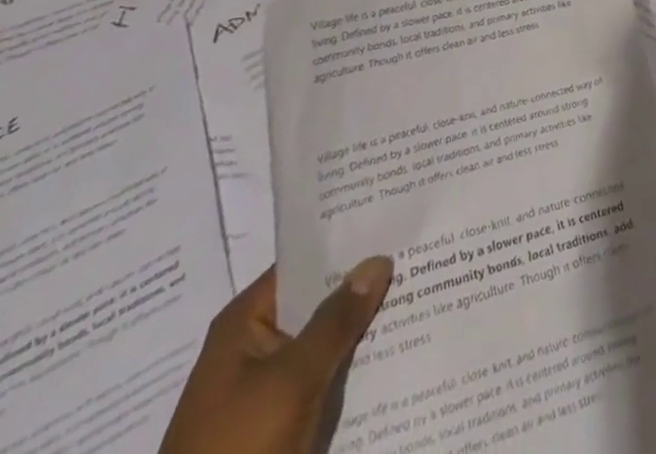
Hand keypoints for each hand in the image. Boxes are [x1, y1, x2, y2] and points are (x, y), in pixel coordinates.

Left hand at [161, 258, 393, 453]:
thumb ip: (336, 320)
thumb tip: (377, 260)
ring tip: (416, 297)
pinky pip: (321, 380)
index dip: (345, 244)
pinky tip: (392, 355)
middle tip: (416, 260)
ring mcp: (264, 387)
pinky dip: (350, 369)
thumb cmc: (239, 448)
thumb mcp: (292, 380)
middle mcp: (252, 346)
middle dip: (360, 287)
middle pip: (315, 302)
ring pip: (322, 344)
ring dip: (360, 330)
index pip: (302, 263)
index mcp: (243, 322)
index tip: (391, 224)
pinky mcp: (277, 423)